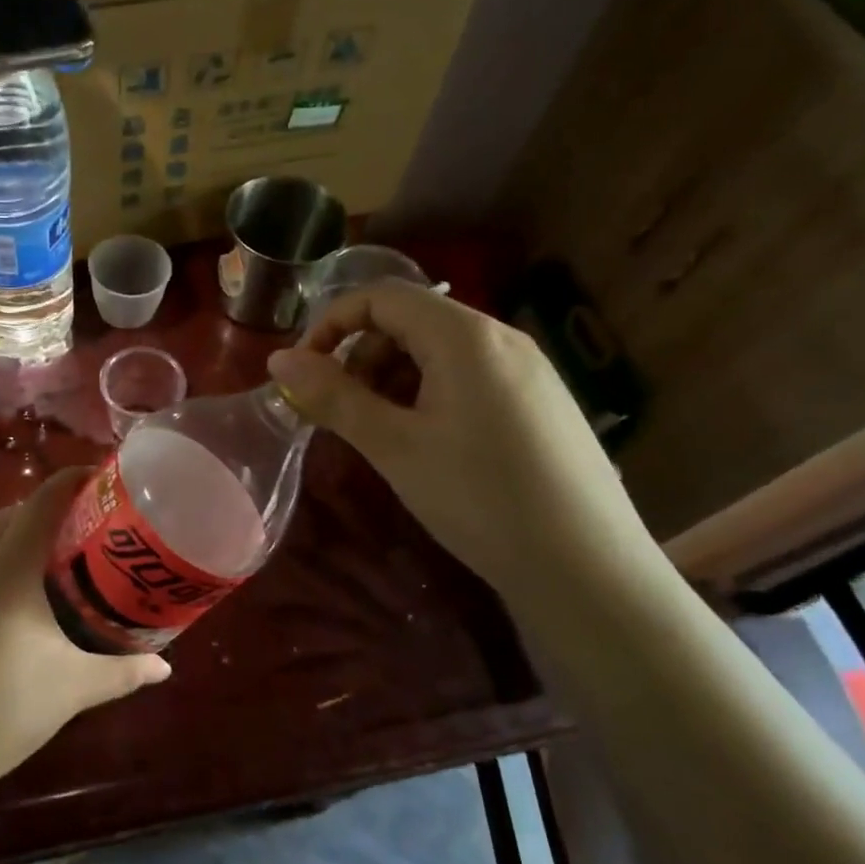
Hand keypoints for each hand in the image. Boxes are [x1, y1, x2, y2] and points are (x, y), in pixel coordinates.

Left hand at [0, 468, 171, 800]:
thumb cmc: (5, 710)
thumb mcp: (73, 688)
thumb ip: (123, 671)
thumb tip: (165, 666)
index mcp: (9, 570)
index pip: (42, 502)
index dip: (70, 480)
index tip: (98, 478)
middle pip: (11, 515)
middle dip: (45, 510)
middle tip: (83, 528)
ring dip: (15, 539)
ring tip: (48, 567)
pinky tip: (6, 609)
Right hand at [267, 282, 653, 598]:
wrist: (587, 567)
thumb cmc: (478, 498)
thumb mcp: (394, 446)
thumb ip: (333, 396)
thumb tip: (277, 360)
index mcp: (464, 335)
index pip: (380, 296)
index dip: (330, 325)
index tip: (303, 374)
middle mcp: (501, 337)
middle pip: (410, 319)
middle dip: (361, 355)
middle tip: (341, 411)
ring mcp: (528, 368)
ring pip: (439, 349)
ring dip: (393, 377)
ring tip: (382, 433)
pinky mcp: (541, 400)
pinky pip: (469, 374)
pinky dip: (429, 394)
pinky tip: (428, 444)